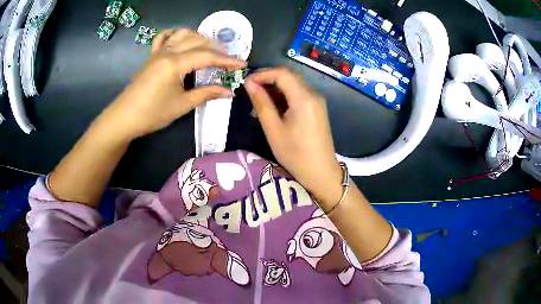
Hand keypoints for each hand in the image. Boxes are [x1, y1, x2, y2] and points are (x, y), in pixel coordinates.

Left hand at [95, 29, 245, 141]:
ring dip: (199, 38)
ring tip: (209, 49)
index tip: (242, 63)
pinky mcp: (151, 56)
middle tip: (227, 61)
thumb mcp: (182, 105)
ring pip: (182, 34)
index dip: (227, 60)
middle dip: (216, 49)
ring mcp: (158, 52)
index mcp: (175, 63)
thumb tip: (229, 91)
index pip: (207, 56)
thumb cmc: (152, 114)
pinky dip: (175, 35)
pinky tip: (182, 40)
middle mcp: (168, 52)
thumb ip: (206, 94)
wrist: (124, 118)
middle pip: (198, 42)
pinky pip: (164, 37)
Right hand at [244, 67, 342, 207]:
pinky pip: (299, 95)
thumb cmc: (295, 154)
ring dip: (275, 89)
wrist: (321, 173)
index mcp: (304, 98)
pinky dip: (284, 97)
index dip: (262, 74)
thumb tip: (249, 84)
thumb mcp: (273, 129)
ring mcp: (317, 101)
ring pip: (293, 85)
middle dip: (268, 80)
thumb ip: (261, 103)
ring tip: (258, 101)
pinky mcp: (317, 109)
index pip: (282, 73)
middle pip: (289, 77)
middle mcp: (313, 94)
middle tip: (250, 91)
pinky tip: (273, 108)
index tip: (246, 82)